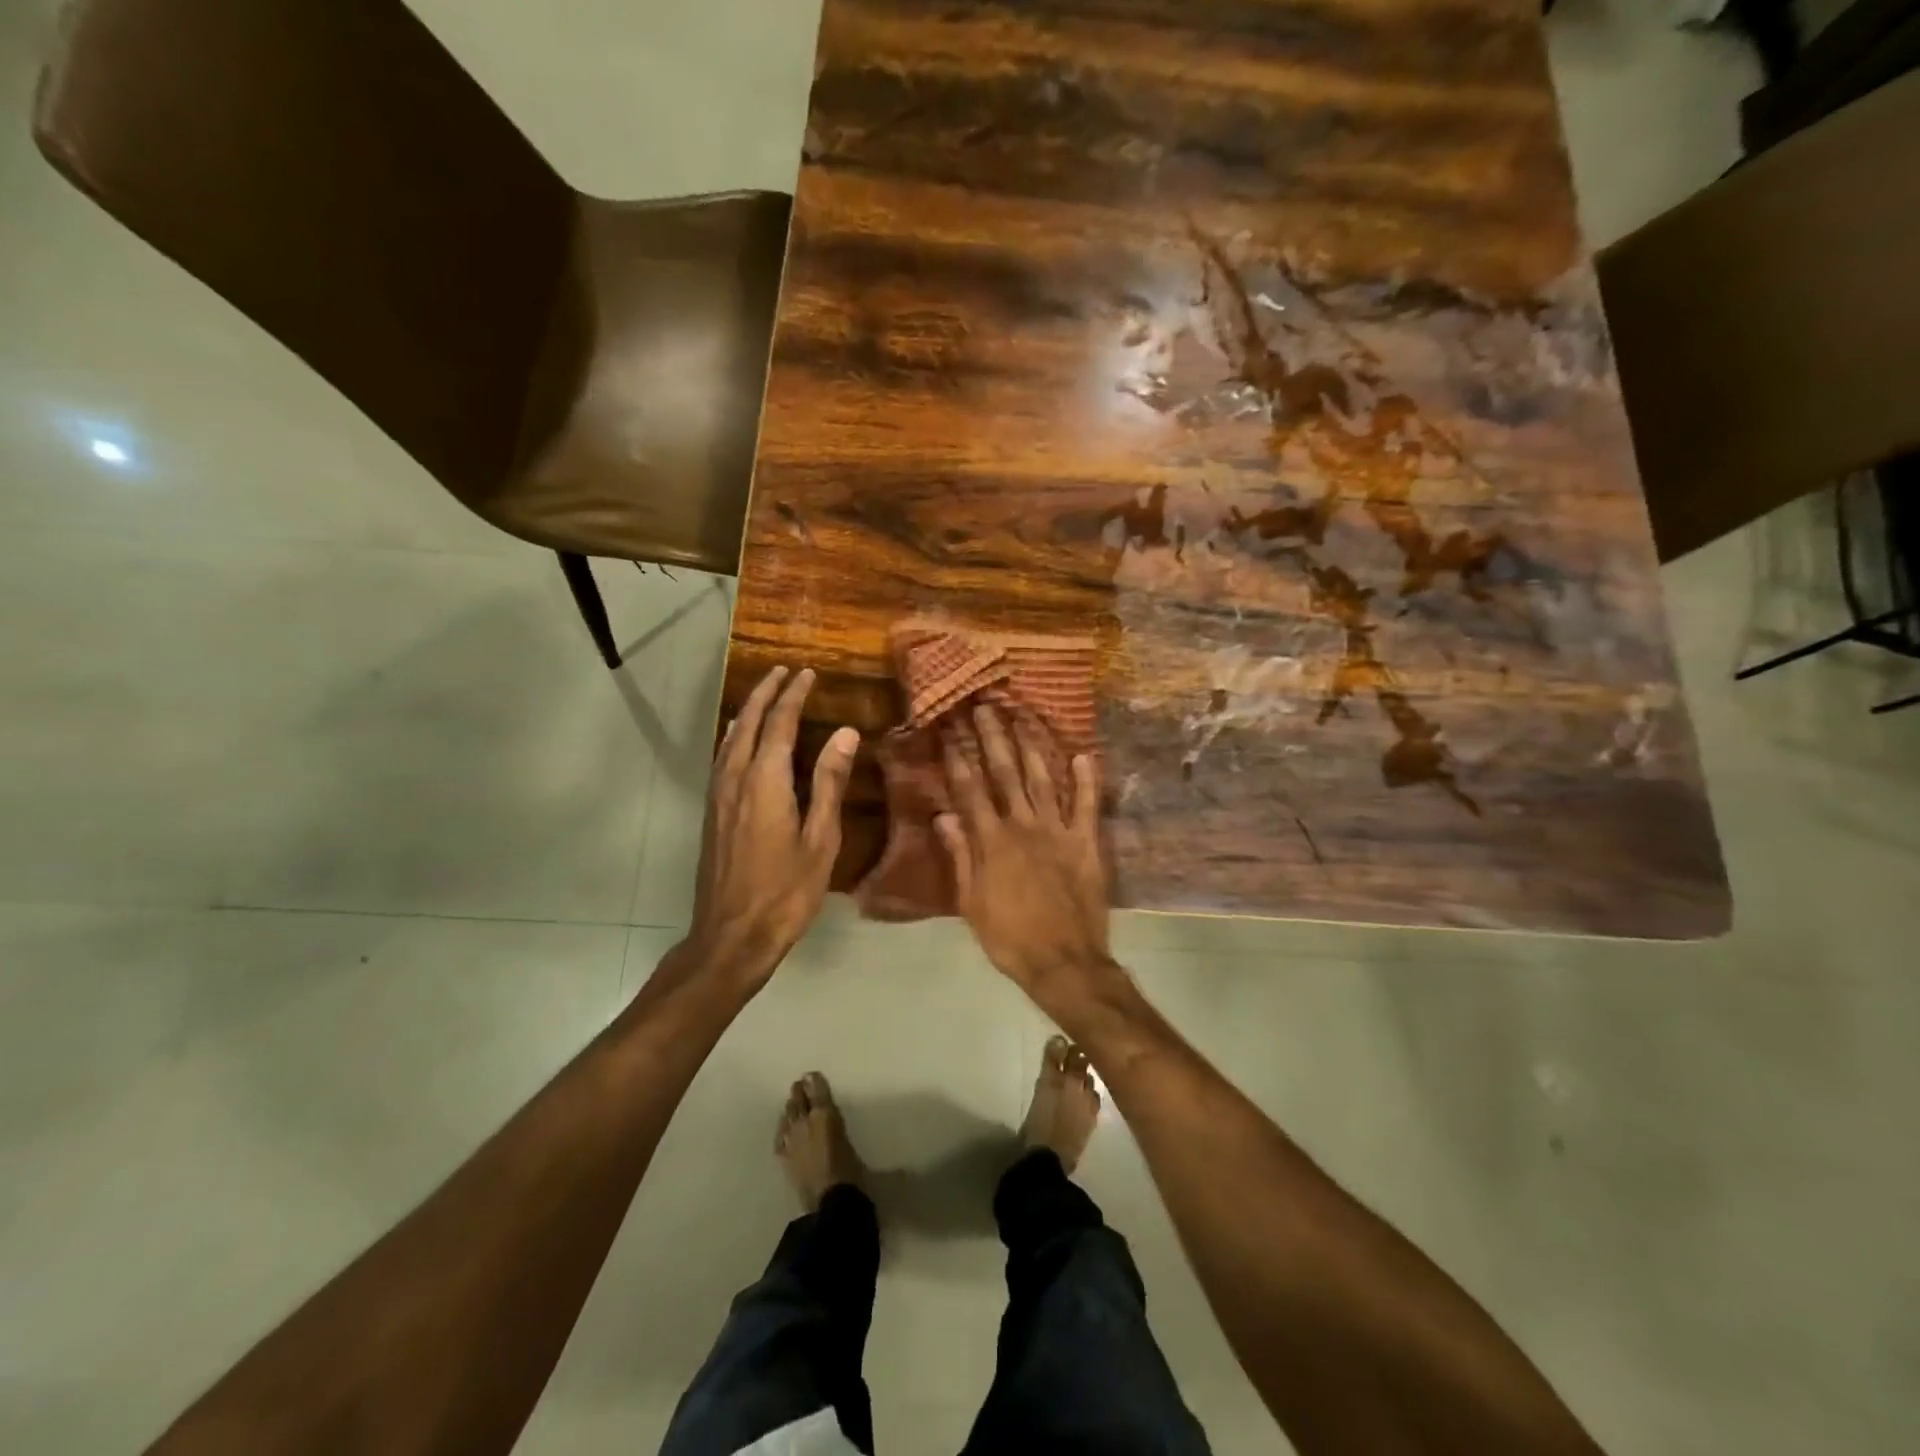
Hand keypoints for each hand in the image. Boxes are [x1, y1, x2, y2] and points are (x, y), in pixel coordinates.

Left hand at [688, 666, 858, 986]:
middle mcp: (735, 779)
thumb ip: (829, 783)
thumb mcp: (820, 839)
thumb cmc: (786, 891)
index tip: (807, 673)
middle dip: (765, 694)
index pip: (779, 724)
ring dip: (747, 711)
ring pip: (730, 739)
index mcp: (765, 782)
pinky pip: (722, 758)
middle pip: (747, 723)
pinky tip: (738, 740)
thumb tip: (845, 733)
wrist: (732, 935)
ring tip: (764, 694)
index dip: (793, 695)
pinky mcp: (712, 813)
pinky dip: (734, 736)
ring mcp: (718, 796)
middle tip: (783, 672)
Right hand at [934, 705, 1113, 1008]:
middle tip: (983, 706)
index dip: (958, 758)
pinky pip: (1087, 804)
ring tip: (1022, 715)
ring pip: (1042, 779)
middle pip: (1005, 774)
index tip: (949, 729)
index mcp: (992, 841)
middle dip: (992, 737)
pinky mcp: (1086, 842)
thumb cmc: (1009, 936)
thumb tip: (943, 815)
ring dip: (1031, 745)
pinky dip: (1086, 778)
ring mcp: (1058, 831)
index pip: (970, 790)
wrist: (1063, 962)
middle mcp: (1023, 826)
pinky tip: (1083, 754)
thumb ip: (959, 856)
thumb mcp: (970, 902)